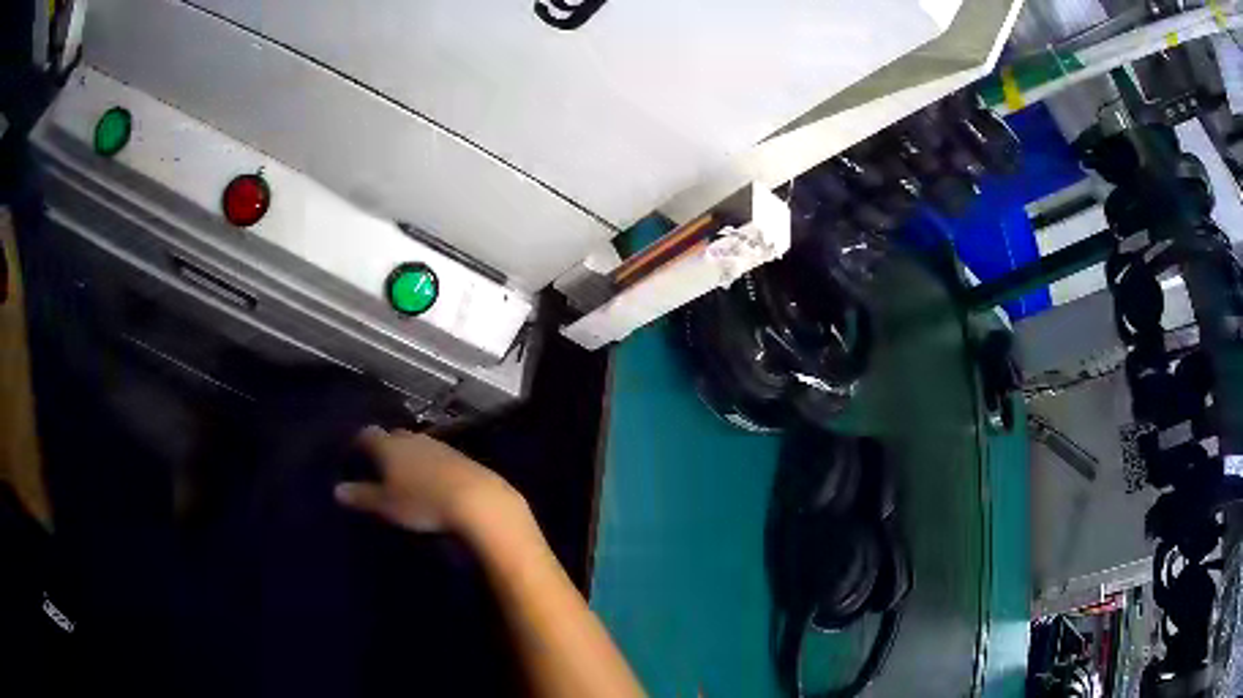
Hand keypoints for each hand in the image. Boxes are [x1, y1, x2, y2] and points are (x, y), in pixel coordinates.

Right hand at [335, 426, 523, 534]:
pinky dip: (431, 465)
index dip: (359, 441)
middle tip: (379, 464)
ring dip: (410, 455)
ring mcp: (440, 445)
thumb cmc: (423, 502)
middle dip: (386, 446)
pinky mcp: (462, 458)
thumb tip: (337, 490)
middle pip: (394, 436)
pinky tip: (433, 479)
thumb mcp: (387, 505)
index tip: (353, 452)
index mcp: (389, 445)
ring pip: (417, 445)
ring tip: (405, 473)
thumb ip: (362, 496)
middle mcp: (413, 438)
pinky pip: (438, 457)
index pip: (367, 434)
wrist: (477, 500)